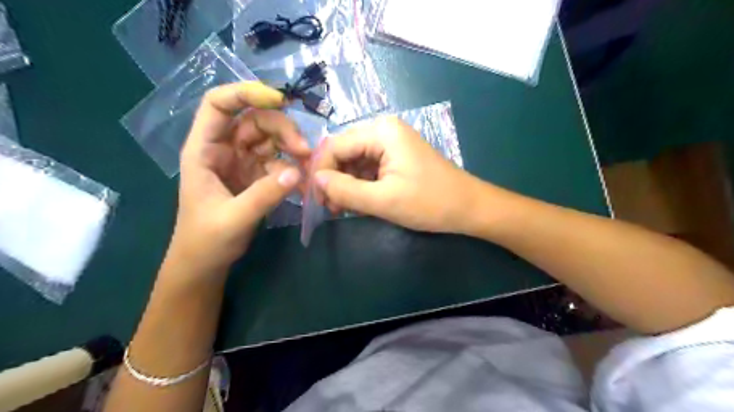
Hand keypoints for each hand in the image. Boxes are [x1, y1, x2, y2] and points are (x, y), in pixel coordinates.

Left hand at [168, 81, 309, 274]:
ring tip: (309, 166)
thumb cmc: (206, 240)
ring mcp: (242, 162)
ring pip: (270, 140)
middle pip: (255, 121)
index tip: (279, 100)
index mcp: (204, 150)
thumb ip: (264, 195)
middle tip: (305, 151)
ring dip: (292, 148)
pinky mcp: (257, 177)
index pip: (218, 105)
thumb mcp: (234, 218)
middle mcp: (224, 149)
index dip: (245, 93)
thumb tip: (297, 172)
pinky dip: (293, 169)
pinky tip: (304, 184)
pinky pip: (279, 163)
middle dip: (282, 129)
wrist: (206, 263)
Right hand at [312, 115, 486, 234]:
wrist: (468, 208)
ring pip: (354, 162)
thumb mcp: (383, 200)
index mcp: (381, 132)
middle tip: (330, 208)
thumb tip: (316, 180)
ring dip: (346, 185)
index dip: (321, 171)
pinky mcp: (396, 158)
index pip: (335, 146)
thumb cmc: (429, 202)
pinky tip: (359, 204)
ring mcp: (391, 144)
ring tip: (343, 210)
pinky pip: (368, 168)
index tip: (315, 199)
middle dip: (334, 179)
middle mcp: (383, 131)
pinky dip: (360, 186)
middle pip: (344, 152)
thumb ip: (346, 190)